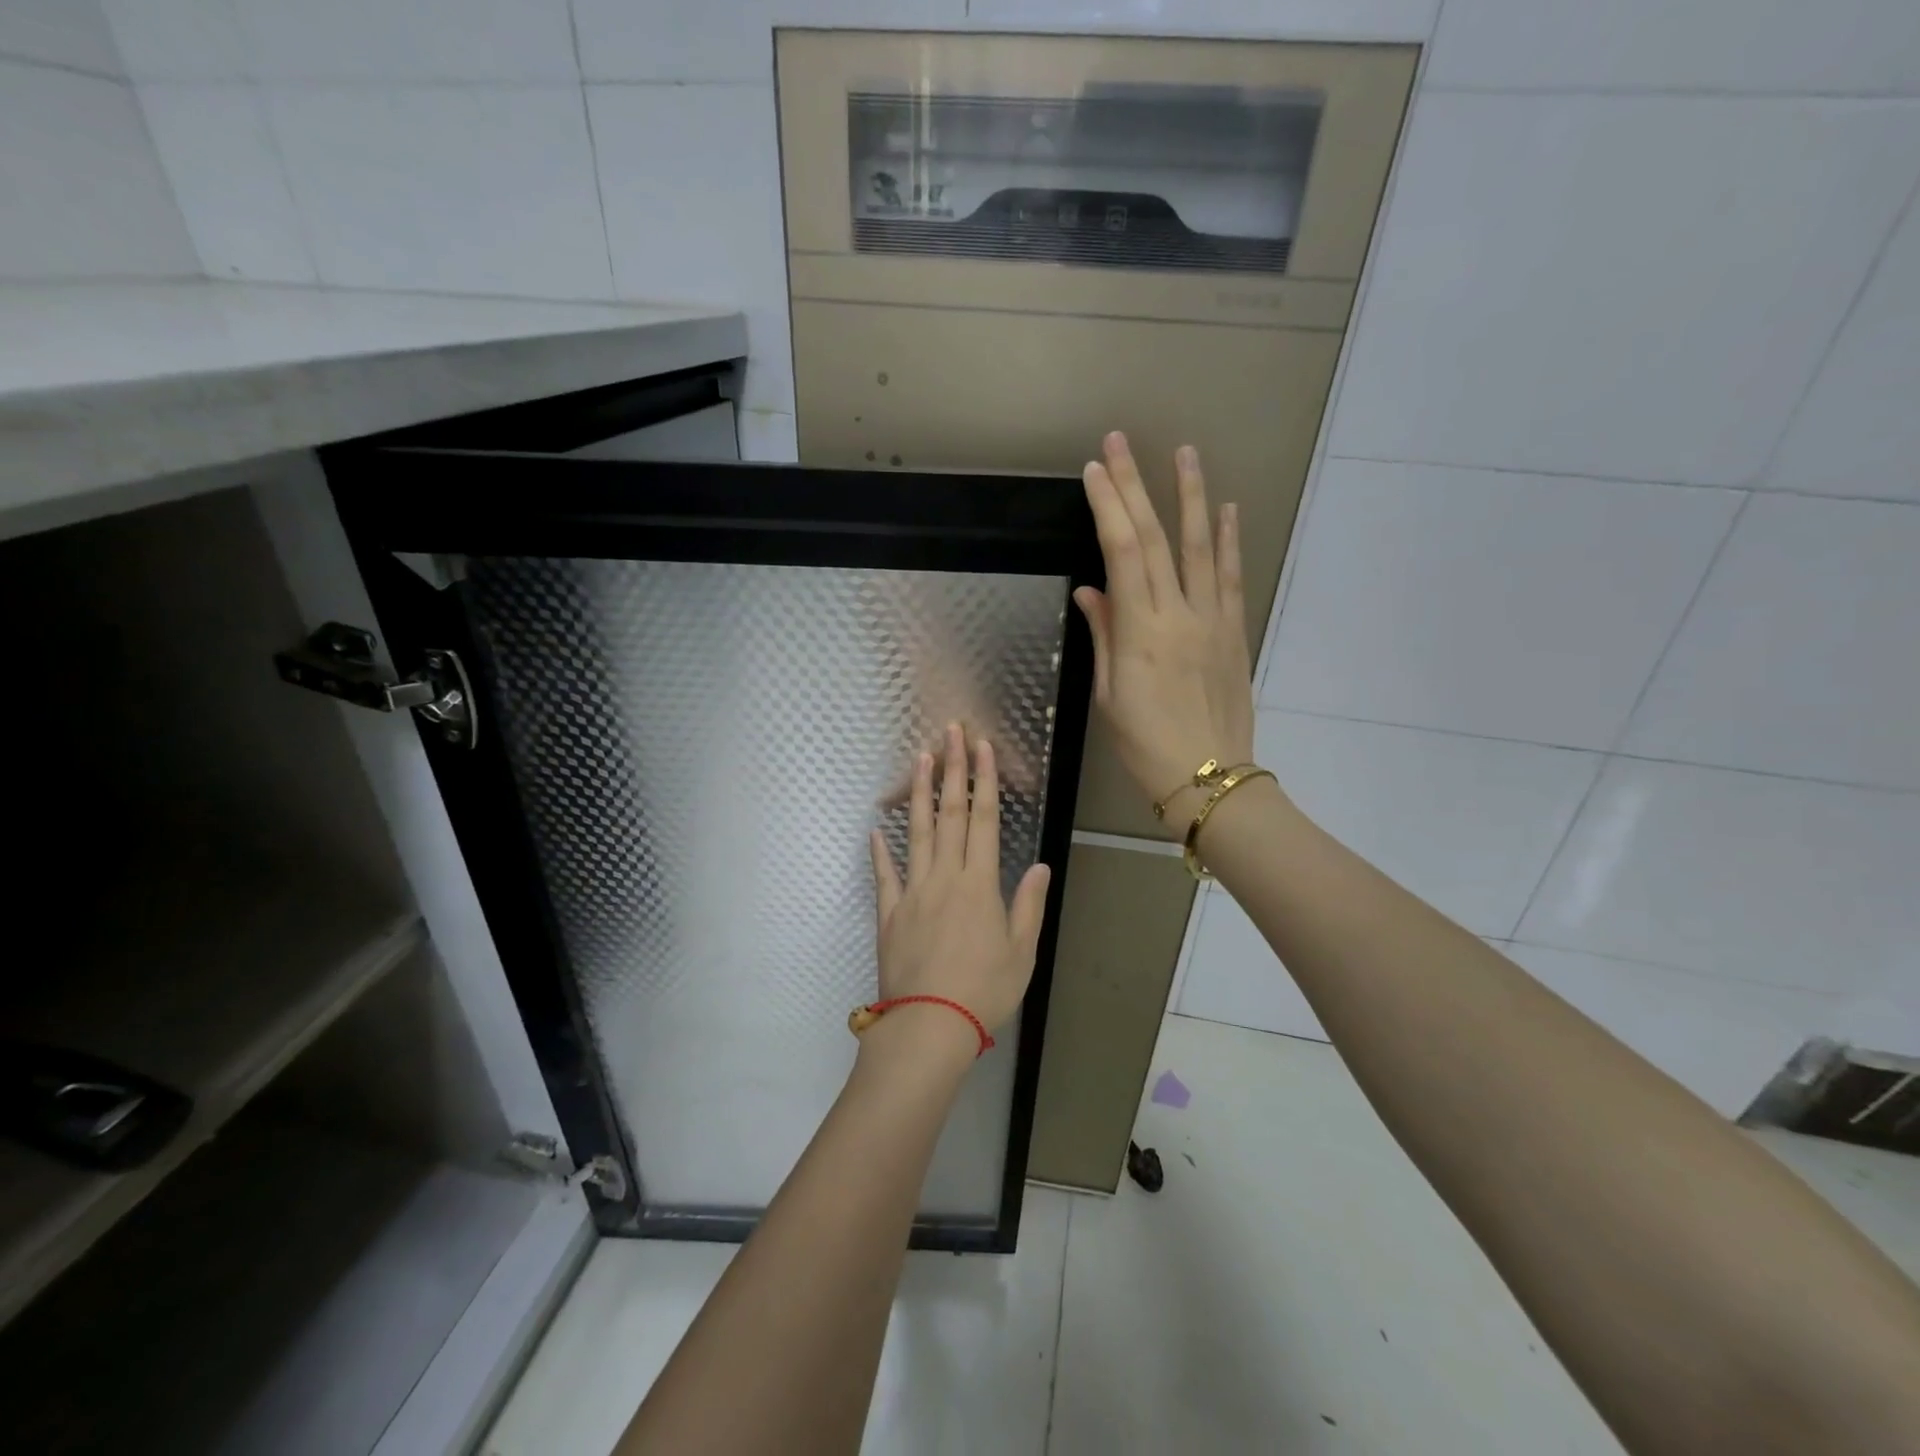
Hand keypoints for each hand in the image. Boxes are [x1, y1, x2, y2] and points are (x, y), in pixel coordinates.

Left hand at [867, 724, 1051, 1057]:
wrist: (929, 1026)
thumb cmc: (984, 991)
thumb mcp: (1022, 952)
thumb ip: (1029, 905)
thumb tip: (1041, 865)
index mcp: (979, 884)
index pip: (984, 820)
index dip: (983, 780)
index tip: (981, 747)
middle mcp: (945, 877)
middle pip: (949, 814)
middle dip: (952, 771)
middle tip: (950, 733)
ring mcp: (912, 893)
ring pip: (916, 833)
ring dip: (918, 794)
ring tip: (918, 759)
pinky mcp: (889, 914)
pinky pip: (884, 876)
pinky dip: (880, 852)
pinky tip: (876, 830)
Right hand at [1074, 432, 1255, 819]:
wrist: (1209, 778)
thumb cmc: (1146, 744)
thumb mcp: (1111, 695)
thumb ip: (1104, 636)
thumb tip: (1091, 590)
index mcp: (1141, 632)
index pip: (1121, 553)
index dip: (1108, 507)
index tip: (1095, 471)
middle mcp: (1179, 615)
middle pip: (1155, 539)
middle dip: (1136, 486)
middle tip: (1122, 442)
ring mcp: (1213, 620)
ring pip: (1202, 546)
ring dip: (1192, 497)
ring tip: (1185, 454)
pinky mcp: (1236, 631)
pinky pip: (1233, 577)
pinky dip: (1230, 540)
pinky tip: (1227, 510)